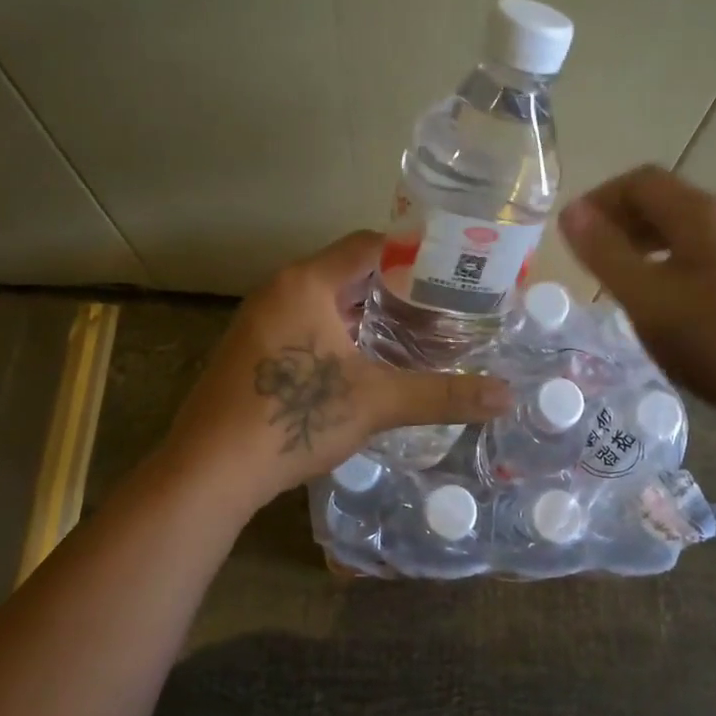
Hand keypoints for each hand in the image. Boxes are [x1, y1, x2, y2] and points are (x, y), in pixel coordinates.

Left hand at [160, 231, 511, 507]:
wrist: (209, 470)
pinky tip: (366, 364)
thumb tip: (507, 397)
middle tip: (443, 306)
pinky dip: (338, 334)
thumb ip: (442, 394)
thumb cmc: (293, 418)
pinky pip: (304, 325)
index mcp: (306, 282)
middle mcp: (279, 289)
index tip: (451, 270)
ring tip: (415, 333)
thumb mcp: (376, 402)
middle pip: (348, 272)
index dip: (412, 252)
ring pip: (325, 302)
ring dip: (366, 314)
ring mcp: (259, 320)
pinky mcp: (251, 350)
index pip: (368, 244)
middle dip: (395, 288)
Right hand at [558, 165, 715, 434]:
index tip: (573, 233)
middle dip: (622, 220)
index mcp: (704, 215)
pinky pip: (712, 255)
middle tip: (593, 258)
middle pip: (668, 201)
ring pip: (691, 231)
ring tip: (626, 280)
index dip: (600, 198)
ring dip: (649, 243)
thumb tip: (571, 212)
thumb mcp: (648, 301)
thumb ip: (606, 254)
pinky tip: (675, 305)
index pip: (641, 180)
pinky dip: (677, 263)